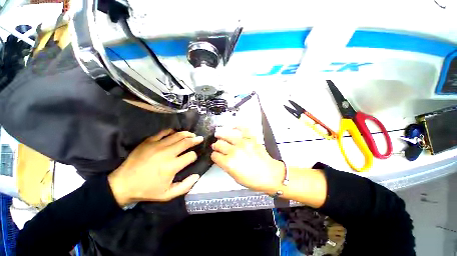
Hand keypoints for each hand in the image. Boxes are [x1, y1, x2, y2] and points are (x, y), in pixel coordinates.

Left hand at [108, 129, 203, 205]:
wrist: (122, 184)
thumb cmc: (147, 190)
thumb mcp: (168, 195)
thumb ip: (185, 186)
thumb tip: (197, 175)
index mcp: (172, 166)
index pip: (191, 156)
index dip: (195, 155)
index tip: (194, 157)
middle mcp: (167, 153)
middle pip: (186, 142)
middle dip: (196, 139)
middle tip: (200, 138)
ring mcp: (157, 145)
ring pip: (177, 135)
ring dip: (187, 134)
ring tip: (192, 134)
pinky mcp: (149, 141)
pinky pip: (163, 132)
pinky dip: (172, 131)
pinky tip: (175, 133)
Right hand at [210, 127, 285, 194]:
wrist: (270, 175)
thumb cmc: (252, 180)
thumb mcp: (235, 177)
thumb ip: (226, 166)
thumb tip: (221, 158)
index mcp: (228, 163)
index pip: (215, 156)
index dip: (214, 156)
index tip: (215, 155)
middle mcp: (234, 151)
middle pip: (218, 144)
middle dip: (215, 146)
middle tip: (216, 145)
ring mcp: (243, 143)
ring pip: (227, 135)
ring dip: (221, 135)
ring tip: (218, 134)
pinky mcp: (251, 139)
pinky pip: (243, 129)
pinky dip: (238, 126)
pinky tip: (233, 127)